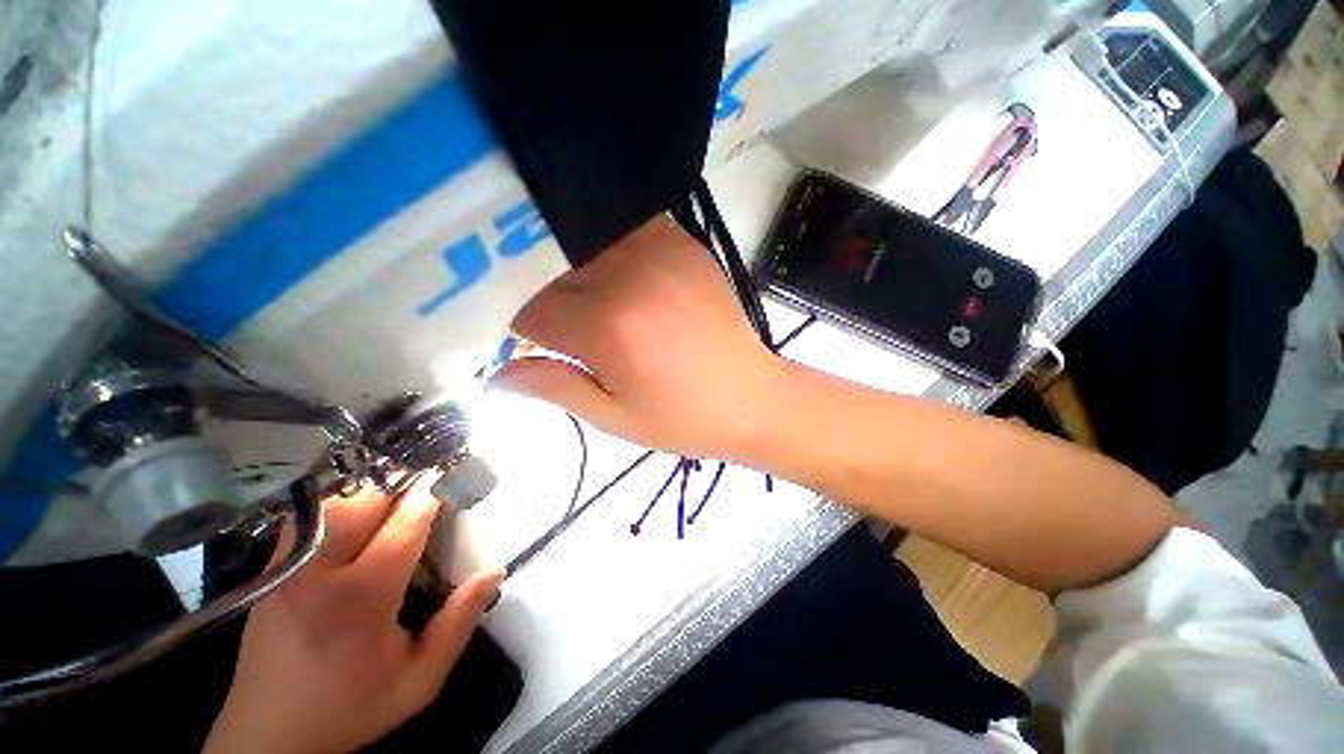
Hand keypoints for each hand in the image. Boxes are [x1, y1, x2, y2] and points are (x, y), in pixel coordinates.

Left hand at [204, 479, 502, 753]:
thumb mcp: (420, 679)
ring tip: (398, 495)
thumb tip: (494, 570)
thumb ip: (459, 623)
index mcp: (363, 596)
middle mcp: (320, 572)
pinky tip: (356, 514)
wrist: (269, 738)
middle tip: (429, 484)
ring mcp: (288, 568)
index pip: (404, 523)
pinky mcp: (271, 571)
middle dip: (403, 484)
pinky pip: (307, 519)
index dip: (433, 494)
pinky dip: (337, 505)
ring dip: (370, 492)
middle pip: (365, 501)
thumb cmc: (351, 709)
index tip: (455, 478)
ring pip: (333, 504)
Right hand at [493, 217, 786, 460]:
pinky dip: (610, 249)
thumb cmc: (684, 419)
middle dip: (547, 300)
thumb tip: (496, 373)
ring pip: (584, 244)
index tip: (535, 346)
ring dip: (575, 271)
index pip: (530, 310)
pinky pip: (625, 229)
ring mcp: (660, 250)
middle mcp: (629, 276)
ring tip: (592, 304)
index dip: (525, 331)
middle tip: (563, 328)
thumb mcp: (615, 419)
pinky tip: (621, 278)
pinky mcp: (684, 244)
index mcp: (608, 327)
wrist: (753, 399)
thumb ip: (553, 388)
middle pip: (552, 271)